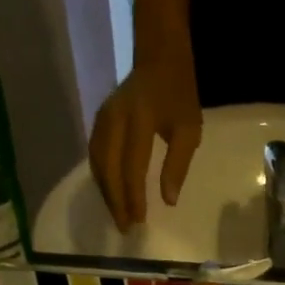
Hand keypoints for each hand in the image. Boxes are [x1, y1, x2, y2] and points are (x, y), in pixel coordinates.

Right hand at [89, 54, 202, 229]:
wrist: (158, 57)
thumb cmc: (179, 96)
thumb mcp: (189, 130)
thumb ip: (177, 165)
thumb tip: (168, 201)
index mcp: (140, 119)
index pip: (132, 165)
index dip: (133, 195)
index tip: (139, 220)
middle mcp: (115, 119)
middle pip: (109, 168)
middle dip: (116, 201)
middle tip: (125, 227)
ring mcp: (102, 119)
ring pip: (98, 164)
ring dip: (106, 193)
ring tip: (118, 216)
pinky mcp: (98, 122)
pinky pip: (95, 156)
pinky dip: (102, 179)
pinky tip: (111, 195)